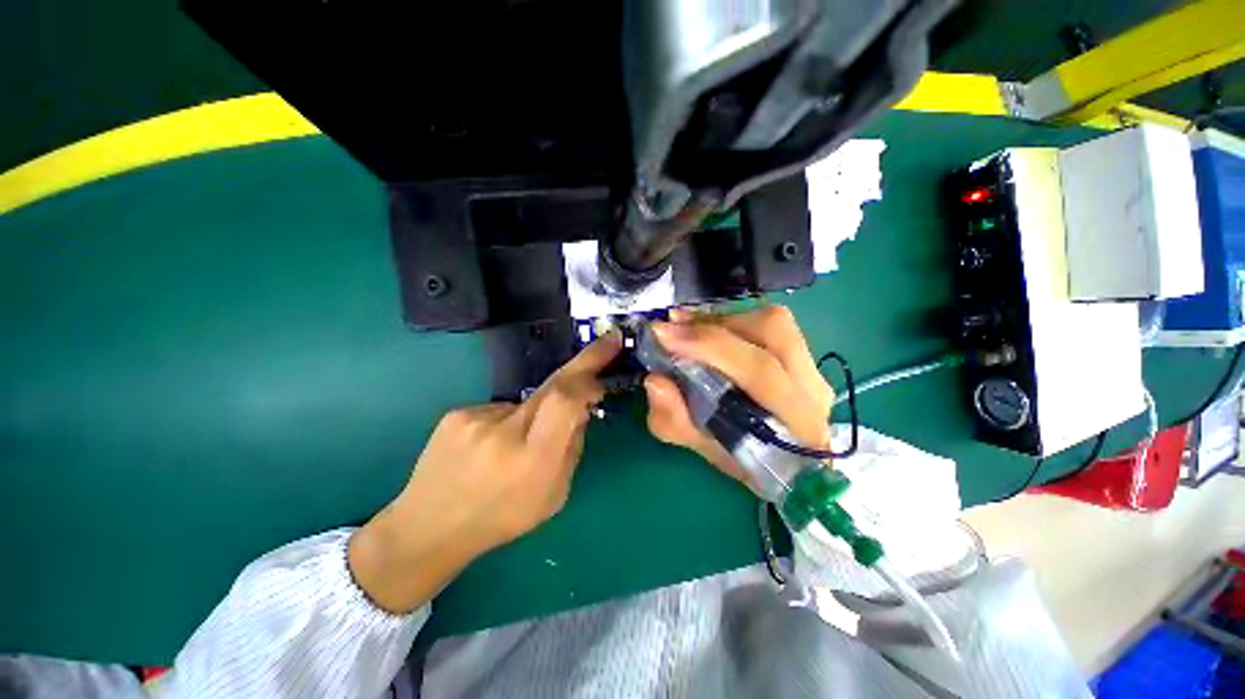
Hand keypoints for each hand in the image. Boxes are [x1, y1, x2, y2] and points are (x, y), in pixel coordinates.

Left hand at [348, 332, 621, 612]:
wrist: (428, 529)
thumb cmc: (501, 519)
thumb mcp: (553, 496)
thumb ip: (572, 449)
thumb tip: (581, 410)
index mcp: (532, 461)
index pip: (565, 401)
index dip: (589, 378)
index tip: (607, 366)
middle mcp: (503, 433)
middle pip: (553, 385)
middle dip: (584, 362)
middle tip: (607, 343)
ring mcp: (475, 419)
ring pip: (528, 401)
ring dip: (536, 415)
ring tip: (514, 447)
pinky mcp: (457, 413)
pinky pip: (502, 409)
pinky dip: (508, 422)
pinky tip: (490, 447)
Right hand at [643, 305, 832, 489]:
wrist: (788, 464)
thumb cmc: (747, 461)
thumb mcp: (703, 449)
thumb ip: (675, 421)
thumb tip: (654, 380)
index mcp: (799, 422)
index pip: (759, 370)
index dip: (709, 347)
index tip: (662, 336)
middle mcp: (813, 386)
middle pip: (770, 333)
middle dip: (711, 328)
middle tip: (668, 327)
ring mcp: (812, 366)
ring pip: (770, 321)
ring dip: (720, 321)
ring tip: (684, 327)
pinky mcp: (802, 352)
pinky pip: (767, 323)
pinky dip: (728, 321)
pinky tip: (703, 328)